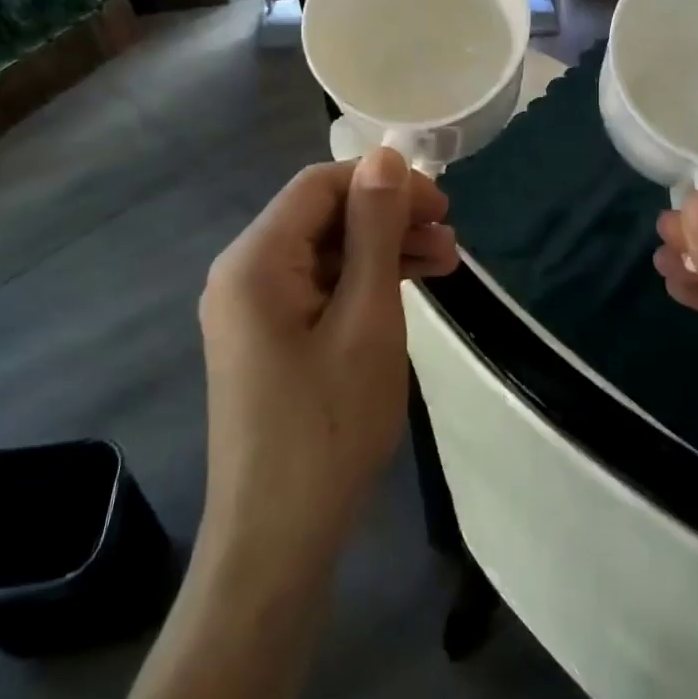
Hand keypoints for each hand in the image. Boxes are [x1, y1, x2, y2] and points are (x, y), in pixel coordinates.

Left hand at [198, 149, 457, 576]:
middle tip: (452, 237)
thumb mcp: (366, 318)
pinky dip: (367, 282)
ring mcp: (255, 309)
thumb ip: (374, 230)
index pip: (320, 185)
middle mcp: (245, 273)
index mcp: (255, 260)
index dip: (383, 182)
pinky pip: (322, 287)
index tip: (441, 204)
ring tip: (448, 263)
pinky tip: (412, 289)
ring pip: (329, 251)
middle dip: (390, 217)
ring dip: (386, 249)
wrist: (279, 542)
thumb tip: (386, 156)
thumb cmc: (328, 426)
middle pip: (324, 216)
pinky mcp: (271, 338)